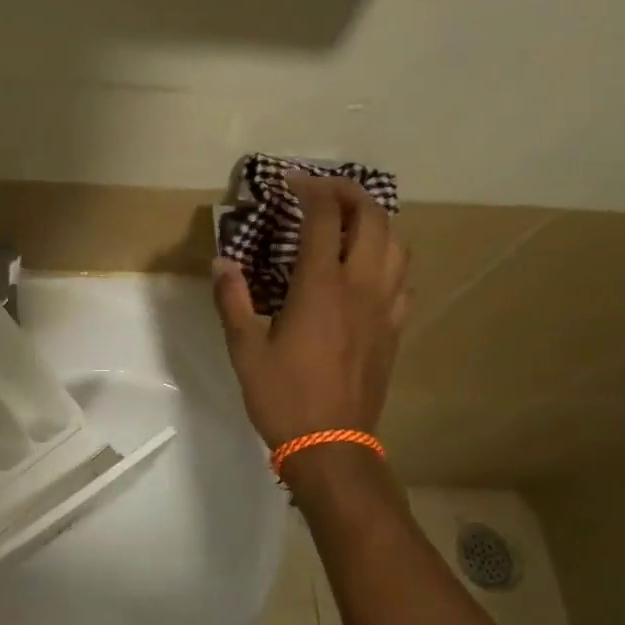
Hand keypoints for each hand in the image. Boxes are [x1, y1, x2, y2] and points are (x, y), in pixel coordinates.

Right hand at [212, 175, 410, 449]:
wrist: (332, 445)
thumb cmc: (283, 397)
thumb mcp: (245, 349)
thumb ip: (233, 301)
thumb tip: (222, 263)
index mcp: (321, 287)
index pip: (324, 219)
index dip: (310, 190)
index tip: (291, 180)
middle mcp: (361, 287)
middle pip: (372, 219)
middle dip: (350, 192)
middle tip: (323, 190)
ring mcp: (385, 307)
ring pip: (397, 244)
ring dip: (375, 222)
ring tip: (349, 222)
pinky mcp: (394, 328)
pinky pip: (403, 279)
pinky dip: (389, 258)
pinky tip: (369, 269)